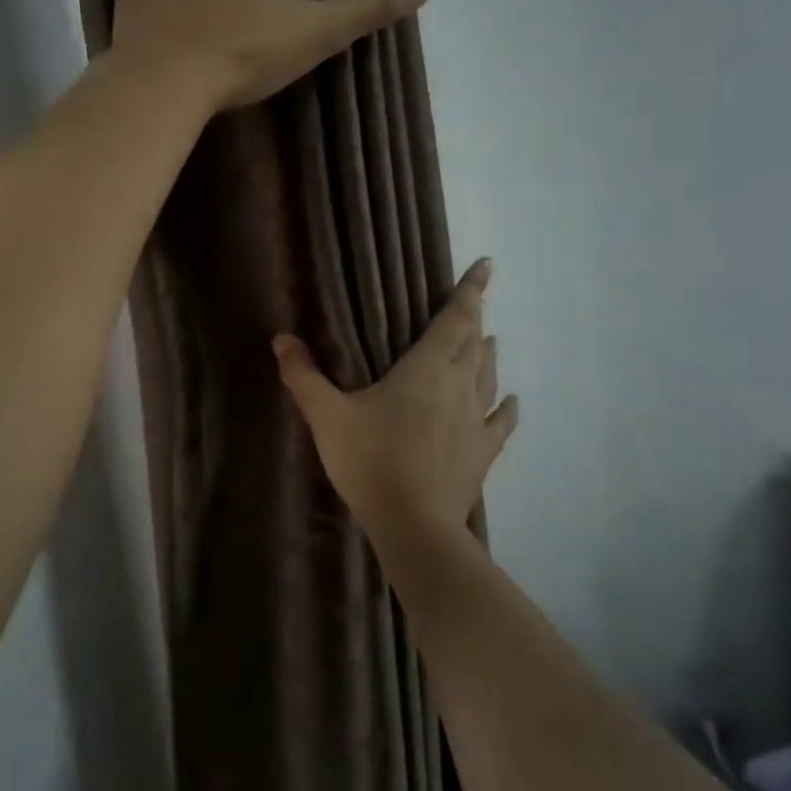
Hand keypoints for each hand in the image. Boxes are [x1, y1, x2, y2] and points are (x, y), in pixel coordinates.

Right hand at [274, 260, 519, 542]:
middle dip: (475, 317)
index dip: (471, 290)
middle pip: (474, 342)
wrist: (413, 524)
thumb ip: (304, 376)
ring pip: (488, 375)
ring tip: (488, 339)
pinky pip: (500, 421)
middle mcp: (460, 384)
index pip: (456, 318)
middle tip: (475, 301)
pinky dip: (505, 406)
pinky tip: (509, 400)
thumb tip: (281, 338)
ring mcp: (476, 419)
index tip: (486, 266)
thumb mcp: (327, 416)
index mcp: (427, 367)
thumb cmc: (370, 460)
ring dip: (487, 354)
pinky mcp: (483, 451)